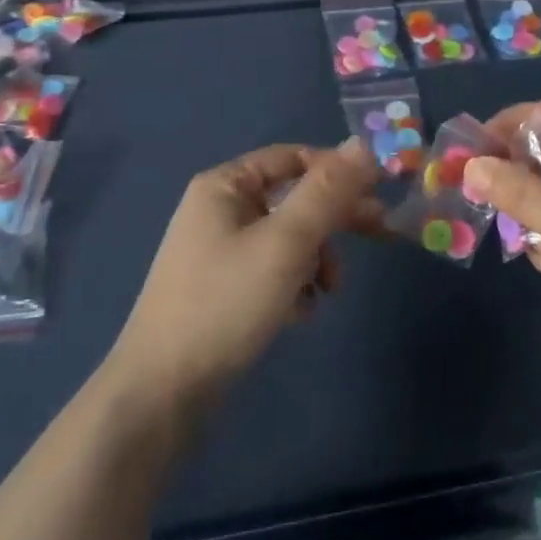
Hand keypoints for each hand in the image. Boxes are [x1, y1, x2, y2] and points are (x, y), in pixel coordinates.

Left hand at [108, 142, 380, 419]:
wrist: (160, 394)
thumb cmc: (225, 304)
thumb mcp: (285, 243)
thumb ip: (327, 192)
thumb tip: (363, 144)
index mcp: (225, 185)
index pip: (293, 158)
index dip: (336, 171)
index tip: (376, 193)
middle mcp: (219, 208)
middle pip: (292, 198)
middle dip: (332, 219)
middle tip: (379, 234)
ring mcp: (217, 250)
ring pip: (286, 237)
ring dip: (315, 258)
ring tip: (326, 292)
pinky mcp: (221, 288)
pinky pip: (270, 269)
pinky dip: (293, 284)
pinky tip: (300, 313)